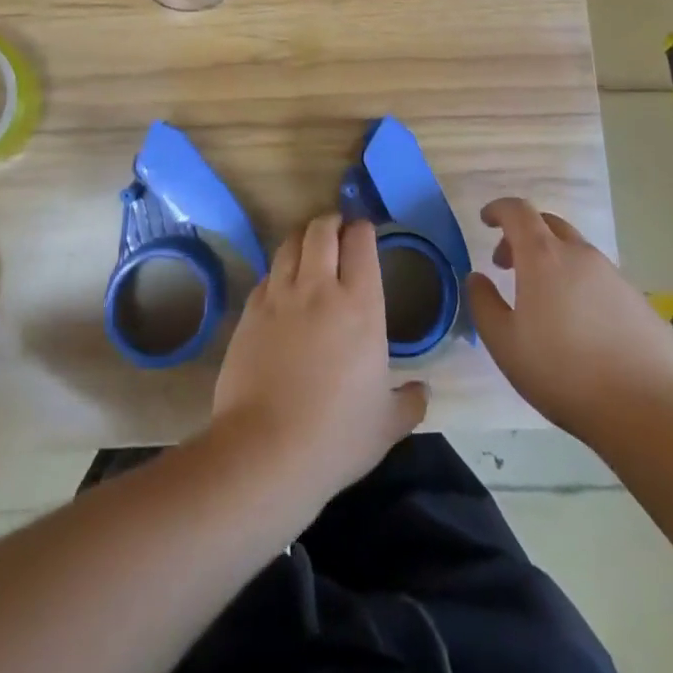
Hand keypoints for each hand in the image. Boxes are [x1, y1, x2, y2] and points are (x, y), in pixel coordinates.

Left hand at [212, 215, 427, 513]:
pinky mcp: (250, 311)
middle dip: (331, 222)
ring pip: (289, 243)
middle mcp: (319, 288)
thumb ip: (410, 401)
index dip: (363, 229)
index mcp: (360, 306)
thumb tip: (422, 390)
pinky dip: (279, 271)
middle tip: (338, 230)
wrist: (265, 450)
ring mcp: (279, 296)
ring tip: (309, 246)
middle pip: (321, 230)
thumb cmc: (336, 436)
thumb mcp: (388, 425)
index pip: (361, 242)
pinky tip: (282, 286)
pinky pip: (267, 275)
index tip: (365, 232)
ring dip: (302, 238)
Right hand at [467, 197, 672, 442]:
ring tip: (545, 302)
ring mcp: (616, 277)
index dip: (498, 209)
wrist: (648, 413)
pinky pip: (602, 281)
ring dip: (554, 262)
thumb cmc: (563, 374)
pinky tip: (583, 328)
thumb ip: (483, 303)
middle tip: (508, 265)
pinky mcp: (640, 303)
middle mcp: (581, 256)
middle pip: (549, 224)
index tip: (486, 221)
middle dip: (524, 235)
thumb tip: (477, 278)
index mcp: (544, 257)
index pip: (518, 211)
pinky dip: (582, 287)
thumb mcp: (504, 344)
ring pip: (577, 253)